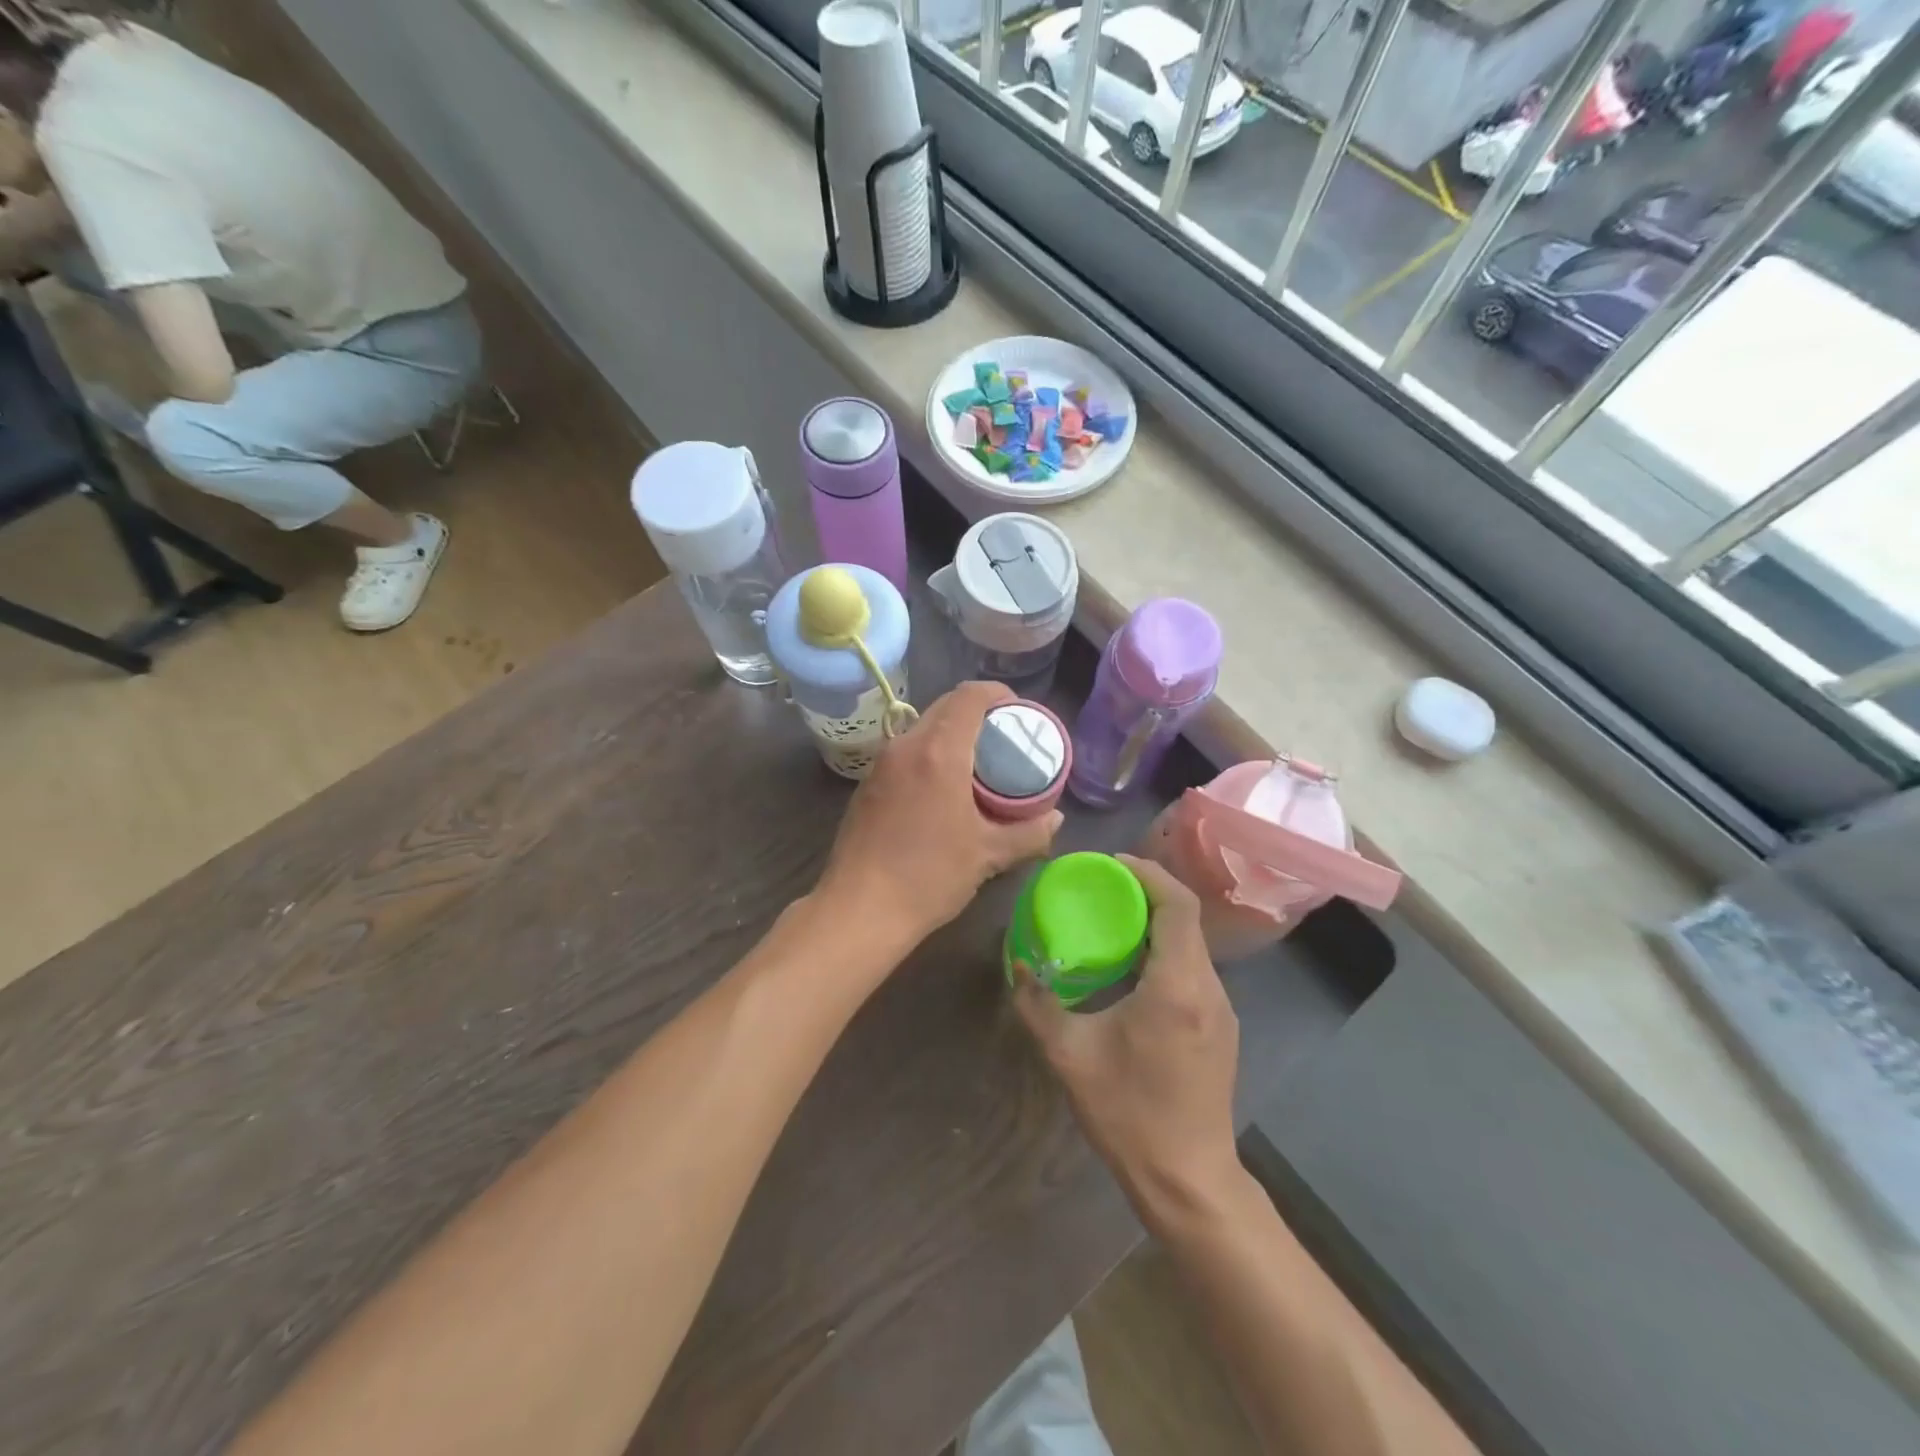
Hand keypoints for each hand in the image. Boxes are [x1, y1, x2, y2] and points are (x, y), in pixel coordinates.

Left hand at [817, 681, 1062, 949]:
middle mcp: (905, 746)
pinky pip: (906, 753)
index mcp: (938, 751)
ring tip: (978, 766)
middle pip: (946, 707)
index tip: (1020, 713)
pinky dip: (930, 756)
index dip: (999, 694)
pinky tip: (942, 791)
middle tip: (1005, 742)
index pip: (970, 696)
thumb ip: (1029, 832)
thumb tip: (1055, 818)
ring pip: (923, 729)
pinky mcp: (867, 786)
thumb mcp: (988, 855)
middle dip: (979, 714)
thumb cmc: (928, 877)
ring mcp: (881, 764)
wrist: (859, 910)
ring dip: (953, 735)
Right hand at [1013, 855, 1241, 1221]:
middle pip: (1186, 919)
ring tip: (1113, 924)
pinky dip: (1166, 952)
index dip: (1148, 873)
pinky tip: (1134, 972)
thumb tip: (1017, 965)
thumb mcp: (1070, 1056)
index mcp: (1178, 984)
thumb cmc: (1130, 1113)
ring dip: (1156, 924)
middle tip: (1103, 890)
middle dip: (1146, 893)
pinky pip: (1194, 970)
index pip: (1178, 904)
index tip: (1111, 865)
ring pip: (1192, 945)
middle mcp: (1209, 988)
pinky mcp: (1222, 1029)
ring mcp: (1222, 1010)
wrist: (1189, 1180)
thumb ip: (1038, 1004)